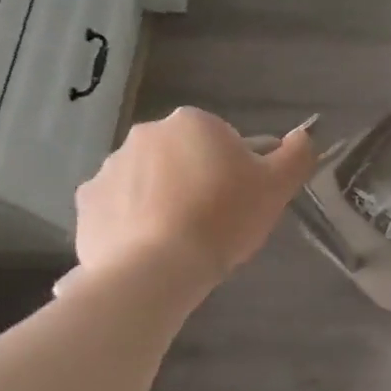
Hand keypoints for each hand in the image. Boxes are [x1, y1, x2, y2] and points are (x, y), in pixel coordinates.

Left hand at [69, 107, 315, 294]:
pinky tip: (153, 248)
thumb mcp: (278, 186)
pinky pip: (120, 207)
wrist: (156, 268)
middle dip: (199, 181)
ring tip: (183, 240)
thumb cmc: (224, 217)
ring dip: (166, 200)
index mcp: (193, 122)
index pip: (225, 141)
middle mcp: (146, 133)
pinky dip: (135, 221)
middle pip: (185, 157)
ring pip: (151, 181)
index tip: (243, 200)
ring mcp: (110, 167)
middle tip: (217, 221)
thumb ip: (297, 154)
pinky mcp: (87, 202)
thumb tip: (304, 135)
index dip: (239, 171)